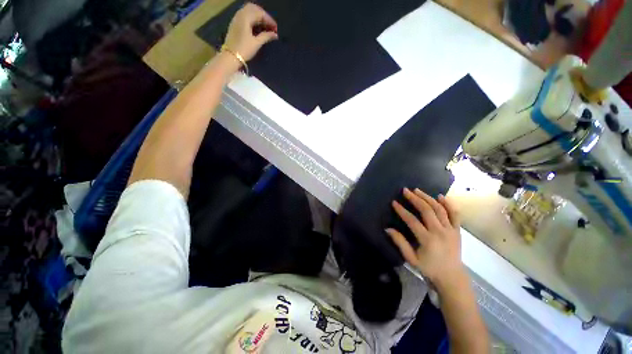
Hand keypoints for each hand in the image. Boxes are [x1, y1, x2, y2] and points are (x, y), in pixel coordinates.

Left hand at [224, 3, 277, 61]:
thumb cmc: (244, 49)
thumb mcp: (256, 43)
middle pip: (254, 8)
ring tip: (265, 26)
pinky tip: (257, 27)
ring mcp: (236, 18)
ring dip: (258, 16)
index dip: (269, 20)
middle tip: (270, 25)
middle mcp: (240, 14)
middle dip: (263, 15)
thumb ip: (266, 36)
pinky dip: (252, 19)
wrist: (231, 56)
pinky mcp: (235, 24)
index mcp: (246, 17)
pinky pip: (245, 16)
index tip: (276, 28)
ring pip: (249, 11)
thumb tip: (275, 34)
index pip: (260, 13)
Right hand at [386, 188, 466, 290]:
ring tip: (418, 190)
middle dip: (415, 199)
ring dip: (428, 198)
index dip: (402, 210)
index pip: (412, 220)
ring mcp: (450, 230)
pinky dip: (448, 204)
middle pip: (426, 210)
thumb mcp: (411, 258)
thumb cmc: (429, 268)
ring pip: (439, 209)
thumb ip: (400, 242)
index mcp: (427, 239)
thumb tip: (388, 229)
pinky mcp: (457, 230)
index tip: (394, 202)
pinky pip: (455, 214)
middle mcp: (440, 231)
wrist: (452, 277)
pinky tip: (441, 196)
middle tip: (406, 190)